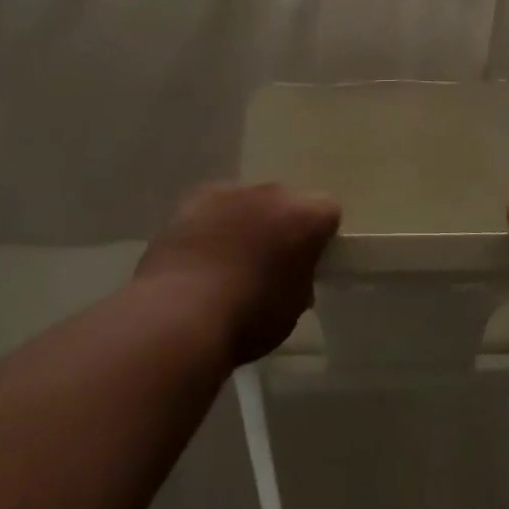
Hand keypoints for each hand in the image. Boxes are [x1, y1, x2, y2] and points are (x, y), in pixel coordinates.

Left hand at [136, 183, 340, 365]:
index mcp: (306, 217)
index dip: (321, 237)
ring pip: (250, 202)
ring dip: (247, 222)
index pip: (328, 212)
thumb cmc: (248, 318)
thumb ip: (301, 281)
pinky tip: (201, 255)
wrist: (180, 313)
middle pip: (287, 202)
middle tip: (269, 264)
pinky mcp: (196, 197)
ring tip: (229, 262)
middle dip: (282, 226)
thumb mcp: (292, 309)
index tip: (308, 263)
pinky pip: (216, 206)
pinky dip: (214, 224)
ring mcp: (232, 191)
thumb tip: (292, 274)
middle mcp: (273, 193)